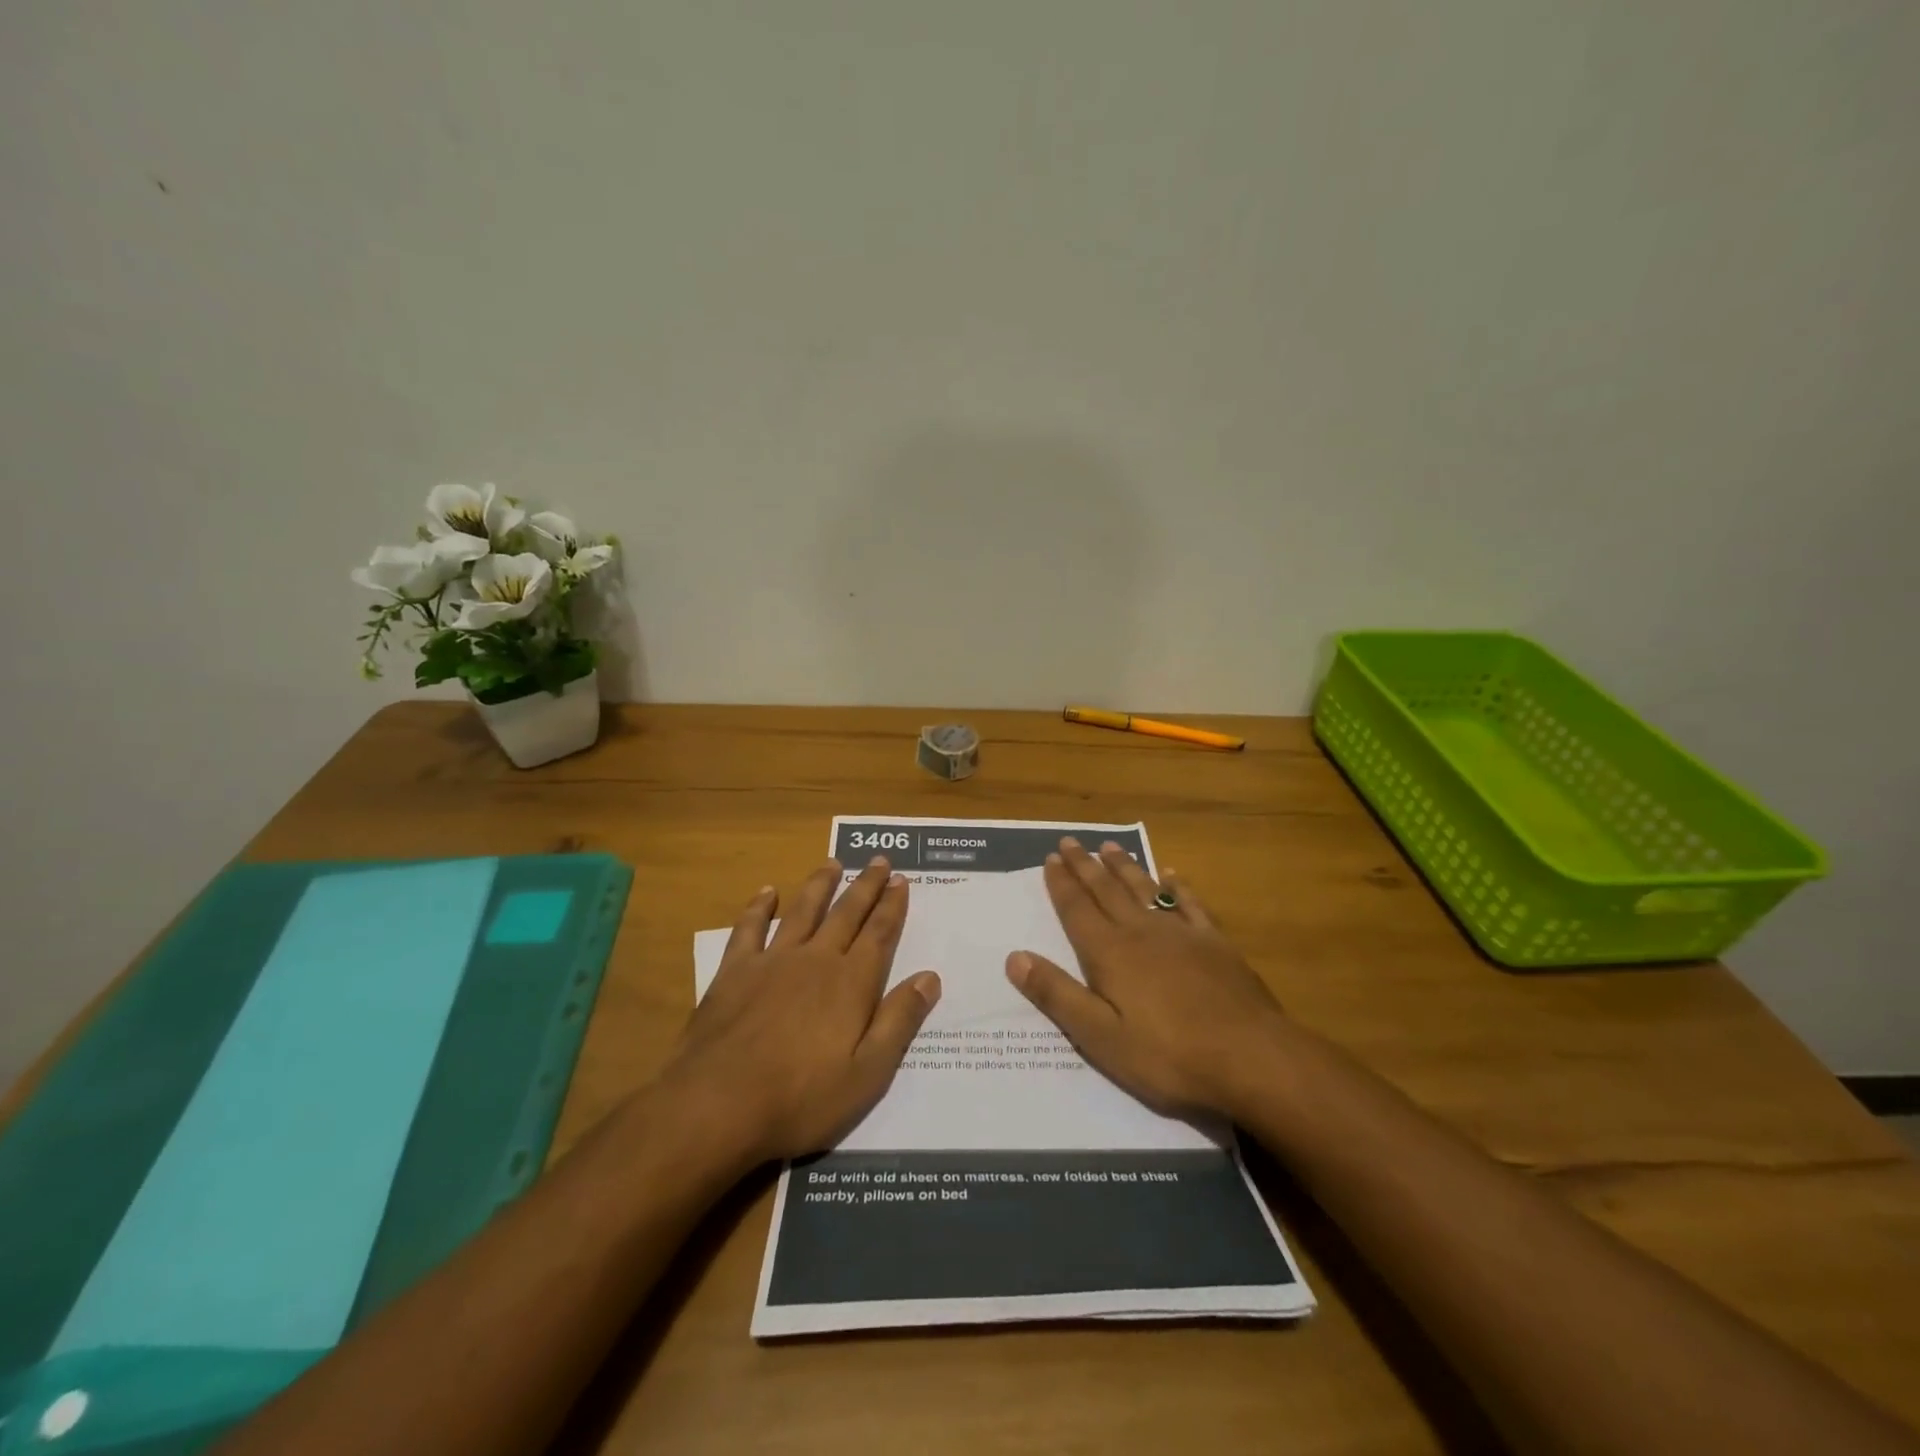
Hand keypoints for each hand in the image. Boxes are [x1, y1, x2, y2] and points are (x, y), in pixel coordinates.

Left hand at [660, 857, 940, 1164]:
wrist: (717, 1105)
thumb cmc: (801, 1099)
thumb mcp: (867, 1074)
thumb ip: (899, 1021)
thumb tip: (929, 977)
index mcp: (851, 983)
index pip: (879, 934)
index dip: (892, 906)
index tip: (900, 880)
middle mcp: (816, 960)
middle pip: (846, 913)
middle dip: (865, 886)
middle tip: (878, 861)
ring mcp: (772, 961)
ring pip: (803, 911)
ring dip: (820, 885)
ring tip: (832, 863)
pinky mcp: (735, 971)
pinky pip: (750, 928)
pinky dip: (759, 907)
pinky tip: (767, 892)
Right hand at [1006, 838, 1289, 1121]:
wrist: (1252, 1057)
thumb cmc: (1169, 1056)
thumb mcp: (1101, 1038)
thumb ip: (1057, 995)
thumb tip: (1015, 957)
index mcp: (1111, 954)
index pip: (1077, 910)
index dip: (1061, 884)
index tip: (1050, 859)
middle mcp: (1142, 932)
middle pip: (1107, 891)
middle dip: (1085, 866)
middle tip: (1070, 841)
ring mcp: (1182, 934)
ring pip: (1145, 889)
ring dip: (1124, 867)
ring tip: (1109, 846)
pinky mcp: (1215, 943)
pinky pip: (1190, 904)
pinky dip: (1178, 886)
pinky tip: (1172, 874)